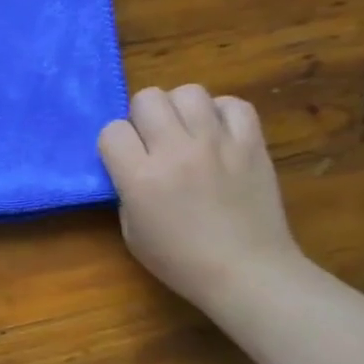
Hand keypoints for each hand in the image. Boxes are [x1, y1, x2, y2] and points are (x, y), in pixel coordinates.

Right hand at [97, 85, 306, 310]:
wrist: (247, 271)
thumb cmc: (180, 260)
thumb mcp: (131, 231)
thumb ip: (126, 190)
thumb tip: (131, 165)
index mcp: (141, 177)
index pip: (112, 130)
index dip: (114, 143)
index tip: (123, 160)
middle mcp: (176, 151)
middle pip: (148, 98)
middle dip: (142, 117)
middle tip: (152, 141)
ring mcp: (218, 143)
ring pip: (189, 92)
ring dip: (180, 108)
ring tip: (185, 132)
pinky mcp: (252, 143)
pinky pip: (233, 104)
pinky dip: (220, 113)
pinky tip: (217, 133)